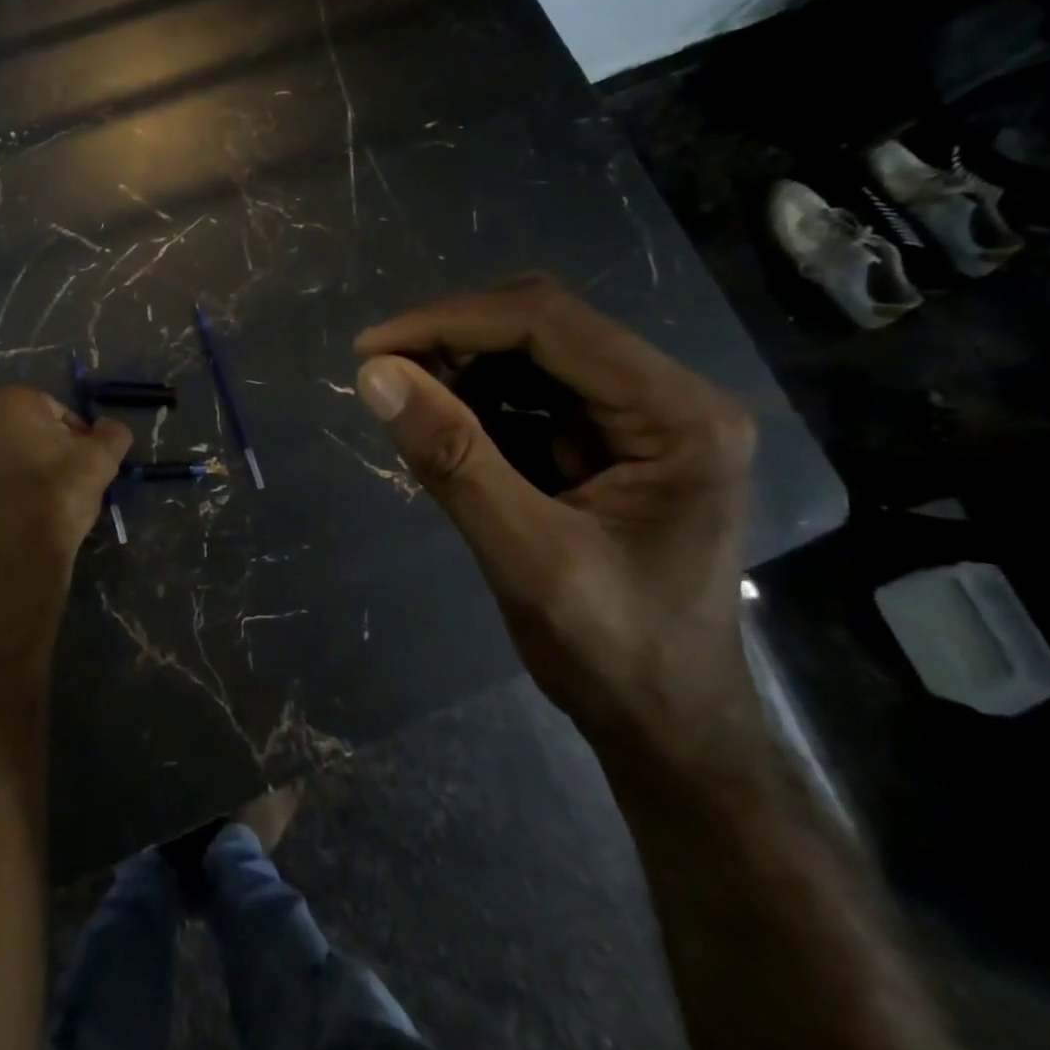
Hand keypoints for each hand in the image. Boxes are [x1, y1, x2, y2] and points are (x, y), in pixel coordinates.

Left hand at [0, 388, 130, 656]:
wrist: (14, 555)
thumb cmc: (58, 493)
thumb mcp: (102, 459)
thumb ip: (112, 433)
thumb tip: (109, 427)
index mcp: (8, 402)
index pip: (50, 409)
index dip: (72, 434)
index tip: (83, 460)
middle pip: (13, 431)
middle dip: (34, 449)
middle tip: (59, 479)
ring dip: (6, 472)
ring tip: (31, 503)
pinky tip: (6, 521)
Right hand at [353, 276, 761, 772]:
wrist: (670, 727)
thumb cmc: (615, 656)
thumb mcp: (525, 558)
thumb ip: (452, 459)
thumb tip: (375, 375)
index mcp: (677, 416)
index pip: (550, 324)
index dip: (451, 322)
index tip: (372, 349)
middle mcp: (670, 395)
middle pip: (544, 324)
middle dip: (454, 338)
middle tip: (382, 374)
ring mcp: (644, 414)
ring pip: (534, 349)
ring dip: (461, 365)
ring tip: (405, 400)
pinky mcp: (614, 436)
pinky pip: (533, 389)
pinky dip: (478, 397)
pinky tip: (442, 423)